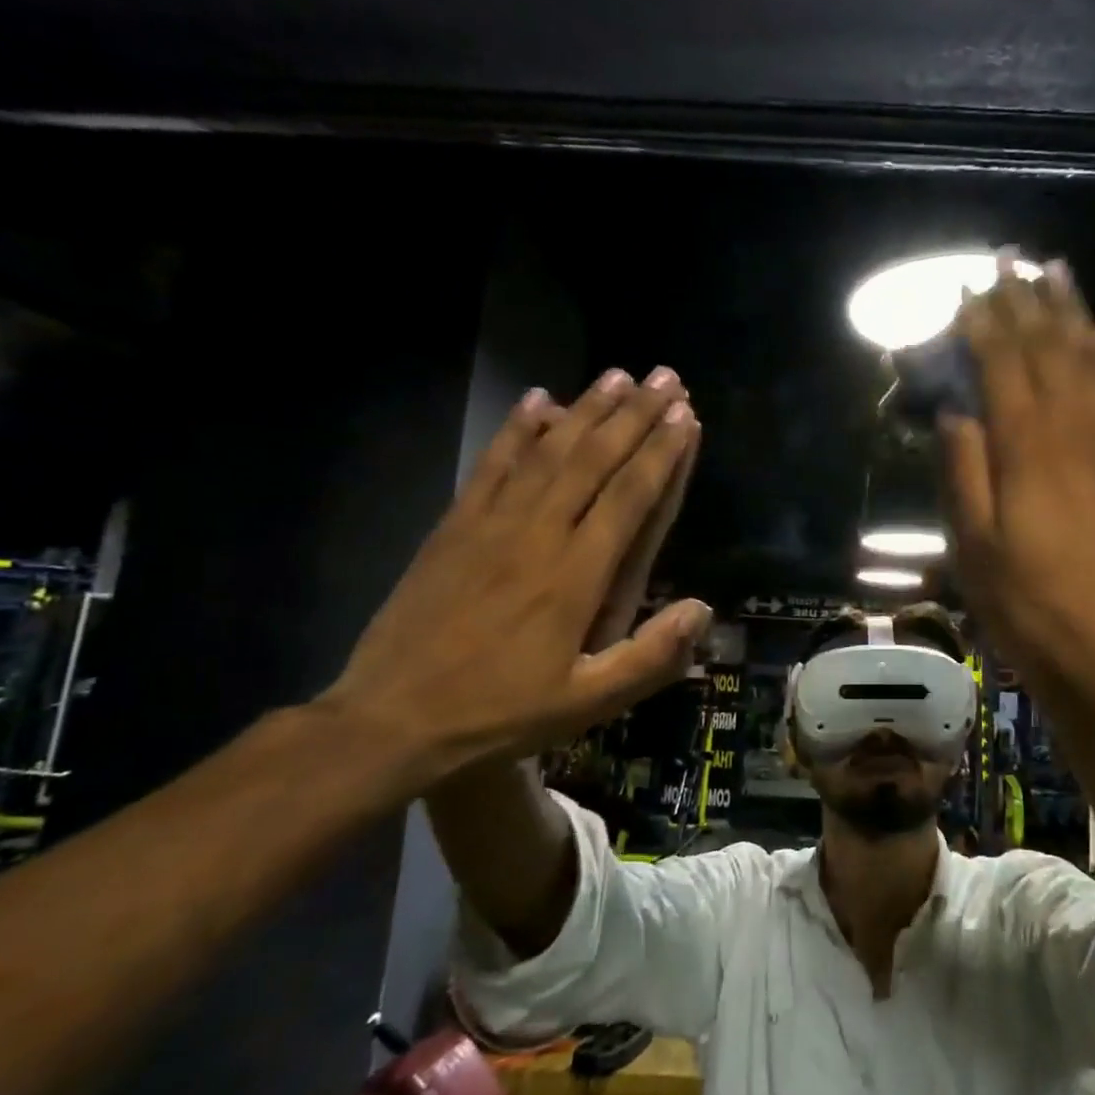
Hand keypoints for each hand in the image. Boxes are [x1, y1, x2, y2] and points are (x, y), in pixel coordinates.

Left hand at [320, 368, 712, 783]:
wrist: (391, 719)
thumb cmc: (499, 713)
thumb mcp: (586, 703)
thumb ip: (650, 657)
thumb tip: (704, 609)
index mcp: (576, 575)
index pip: (629, 496)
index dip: (661, 452)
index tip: (684, 415)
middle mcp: (538, 534)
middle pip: (594, 460)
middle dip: (634, 416)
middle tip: (665, 378)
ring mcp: (491, 523)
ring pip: (548, 451)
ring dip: (586, 410)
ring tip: (617, 375)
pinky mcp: (454, 525)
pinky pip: (492, 464)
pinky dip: (517, 429)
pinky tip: (537, 401)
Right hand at [938, 256, 1094, 712]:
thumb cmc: (1033, 604)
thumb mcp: (974, 547)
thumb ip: (963, 471)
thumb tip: (955, 411)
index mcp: (1026, 446)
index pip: (1000, 364)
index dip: (982, 322)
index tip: (967, 287)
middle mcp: (1075, 426)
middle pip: (1048, 348)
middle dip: (1025, 300)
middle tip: (1009, 258)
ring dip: (1073, 310)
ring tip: (1057, 270)